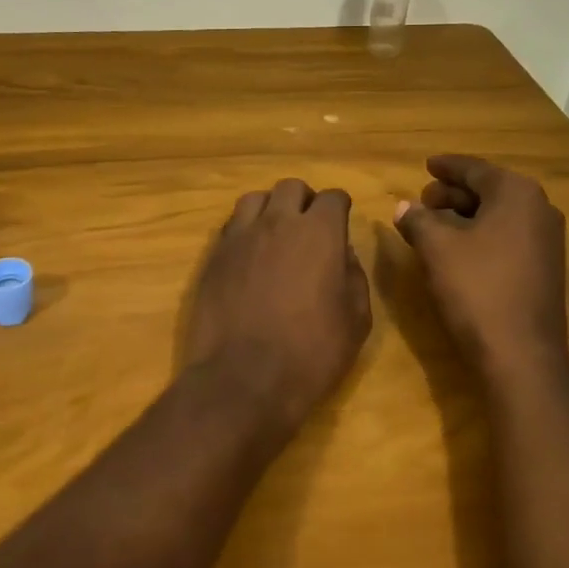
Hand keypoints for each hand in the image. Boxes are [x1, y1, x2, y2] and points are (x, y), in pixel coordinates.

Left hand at [184, 180, 371, 426]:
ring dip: (270, 209)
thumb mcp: (356, 320)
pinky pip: (231, 226)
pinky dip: (244, 230)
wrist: (242, 380)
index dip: (340, 208)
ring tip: (275, 234)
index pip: (332, 197)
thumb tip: (343, 254)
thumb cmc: (311, 353)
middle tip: (309, 226)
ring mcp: (239, 237)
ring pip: (255, 199)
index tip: (341, 223)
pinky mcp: (213, 257)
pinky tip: (250, 255)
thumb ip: (353, 276)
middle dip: (304, 200)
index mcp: (319, 233)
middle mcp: (277, 223)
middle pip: (290, 187)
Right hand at [393, 155, 568, 378]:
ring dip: (465, 216)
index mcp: (517, 193)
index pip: (475, 170)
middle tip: (423, 200)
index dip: (447, 167)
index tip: (426, 165)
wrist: (521, 355)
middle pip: (489, 190)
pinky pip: (508, 237)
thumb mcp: (436, 249)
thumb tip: (404, 207)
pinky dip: (481, 235)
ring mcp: (547, 241)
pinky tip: (457, 250)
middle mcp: (539, 209)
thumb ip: (418, 219)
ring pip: (499, 215)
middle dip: (453, 194)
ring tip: (433, 224)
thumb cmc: (477, 289)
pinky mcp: (545, 269)